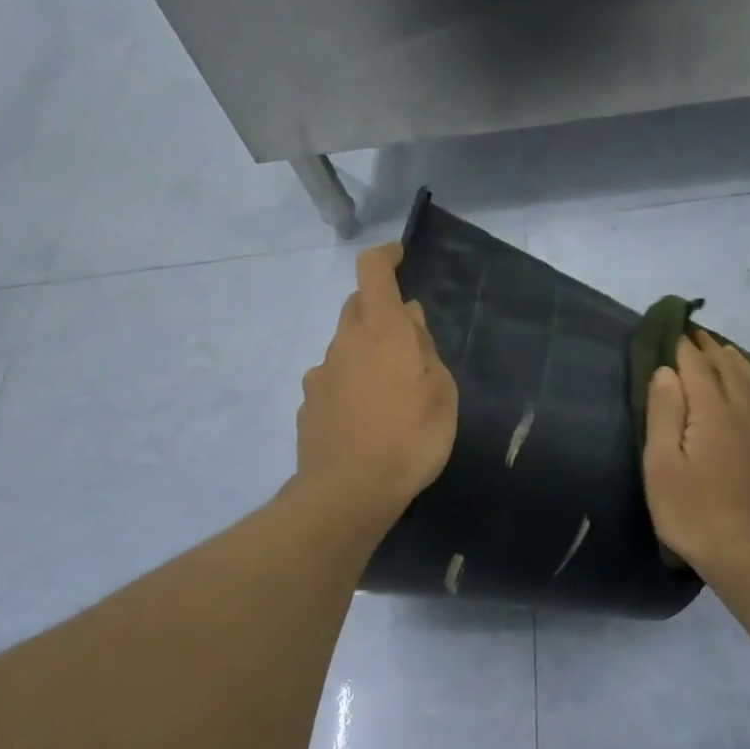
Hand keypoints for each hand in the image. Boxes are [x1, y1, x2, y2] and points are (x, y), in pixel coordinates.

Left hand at [296, 244, 457, 521]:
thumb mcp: (441, 393)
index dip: (385, 256)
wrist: (348, 493)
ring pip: (346, 346)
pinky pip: (333, 381)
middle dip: (380, 311)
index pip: (373, 271)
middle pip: (357, 306)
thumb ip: (425, 348)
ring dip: (366, 353)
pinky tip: (366, 418)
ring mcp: (320, 374)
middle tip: (409, 342)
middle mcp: (344, 343)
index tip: (400, 257)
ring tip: (391, 393)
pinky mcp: (308, 405)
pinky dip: (350, 385)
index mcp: (381, 331)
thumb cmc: (410, 439)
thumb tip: (409, 318)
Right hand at [643, 332, 749, 572]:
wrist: (745, 552)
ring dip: (736, 362)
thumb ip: (664, 412)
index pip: (697, 367)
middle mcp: (744, 411)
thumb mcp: (661, 463)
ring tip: (724, 352)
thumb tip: (667, 371)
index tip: (674, 332)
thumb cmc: (691, 510)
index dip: (684, 348)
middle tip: (696, 337)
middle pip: (729, 368)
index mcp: (713, 411)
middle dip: (711, 349)